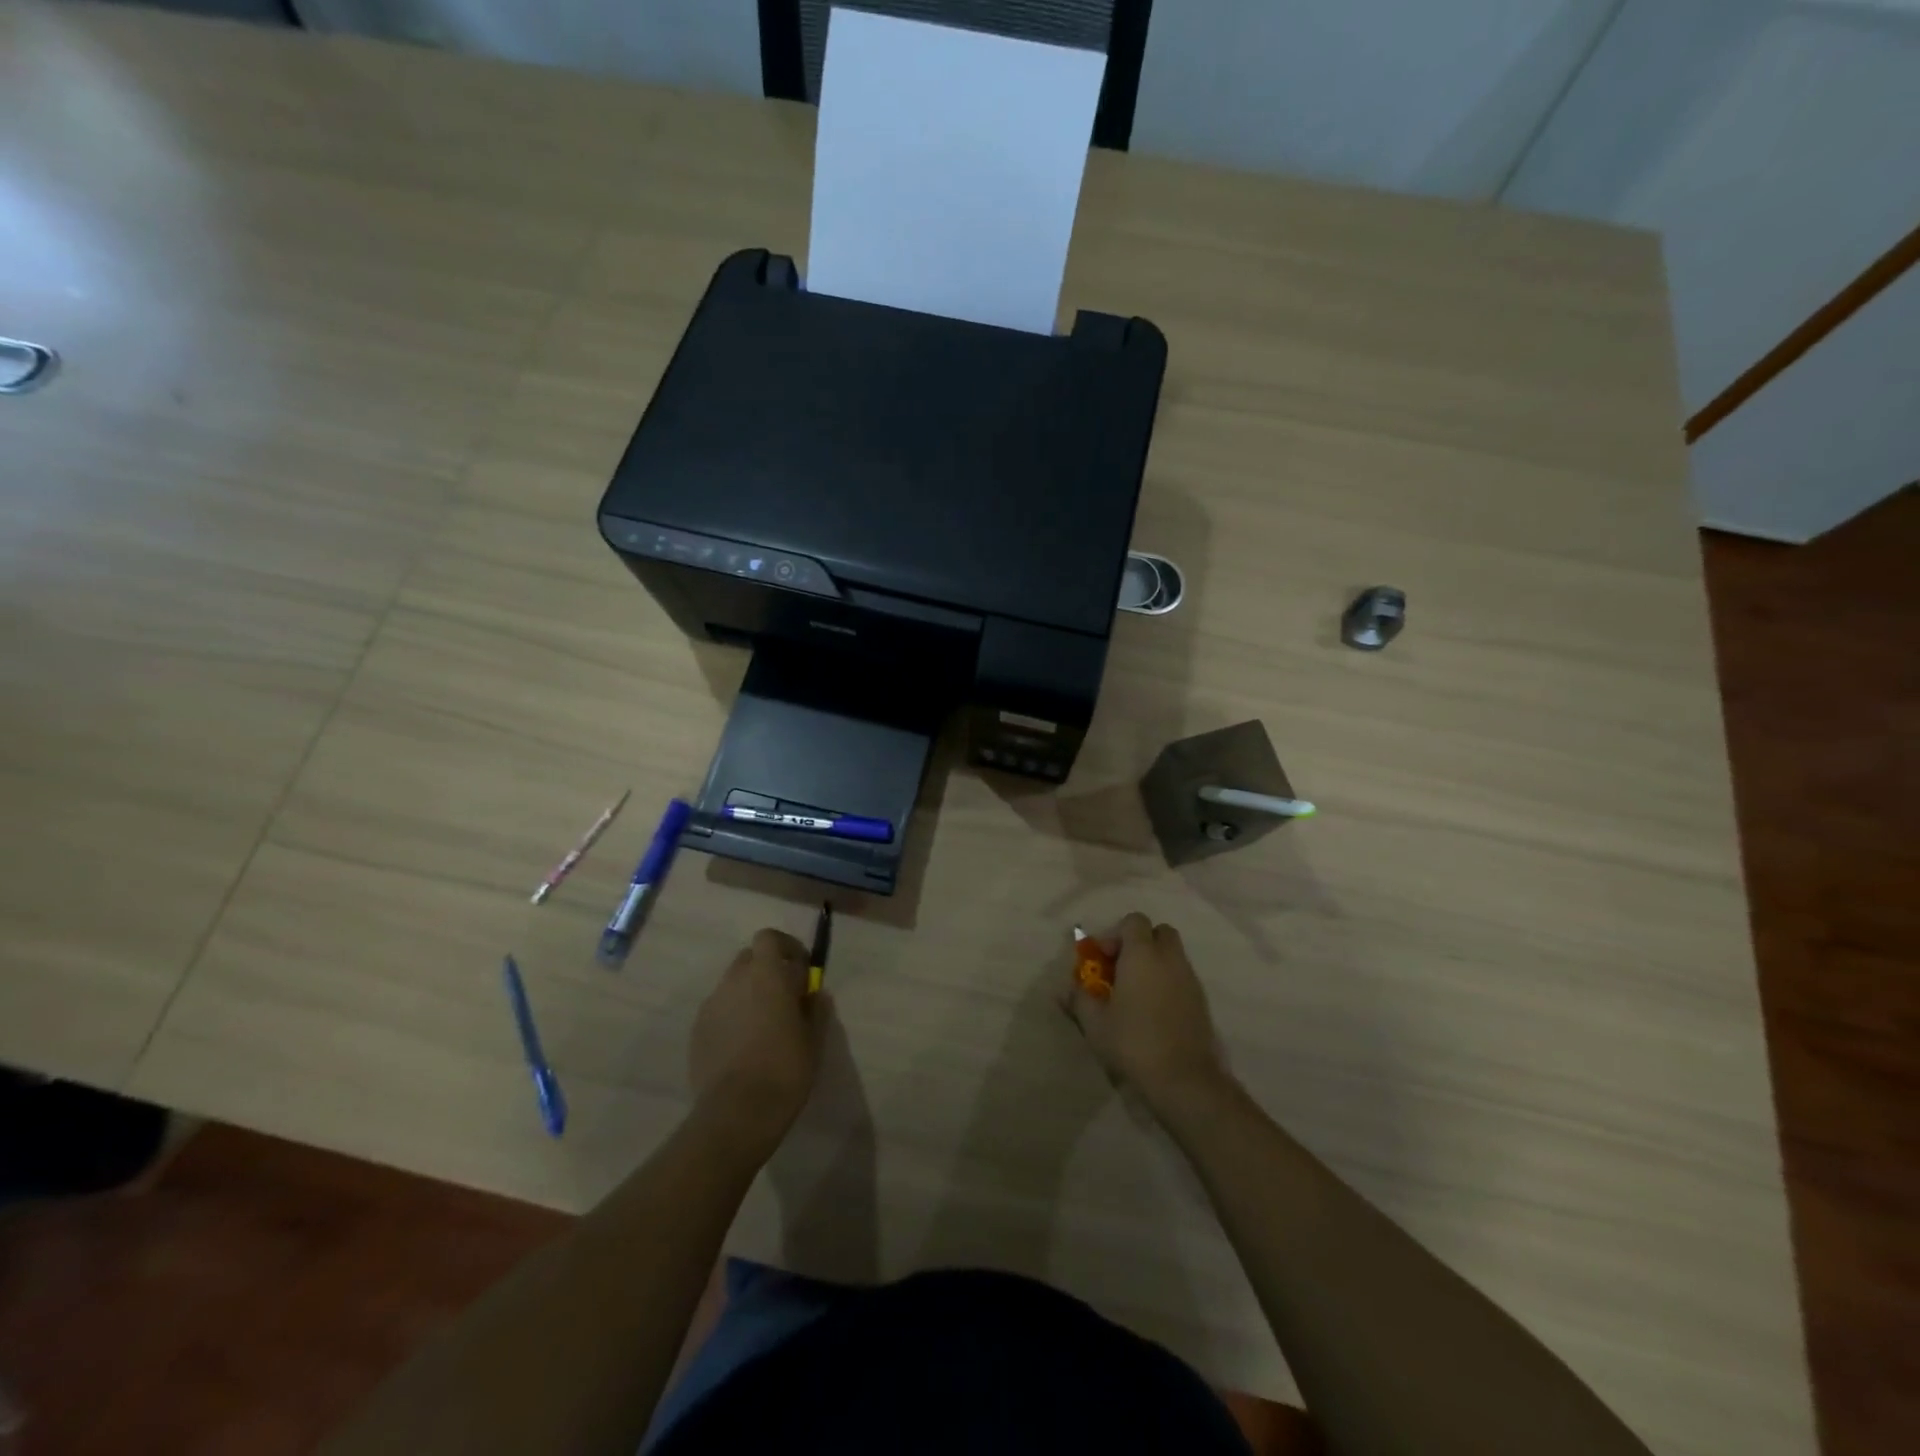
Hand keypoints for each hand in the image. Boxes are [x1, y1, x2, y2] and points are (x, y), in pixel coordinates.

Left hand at [689, 929, 823, 1155]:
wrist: (736, 1113)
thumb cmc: (785, 1069)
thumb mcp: (814, 1038)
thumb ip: (815, 1007)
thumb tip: (814, 992)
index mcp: (767, 974)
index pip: (769, 938)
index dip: (786, 948)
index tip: (801, 970)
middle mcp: (735, 980)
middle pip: (749, 958)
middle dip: (766, 969)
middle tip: (784, 997)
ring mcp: (712, 1005)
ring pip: (732, 985)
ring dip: (749, 993)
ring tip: (763, 1026)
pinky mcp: (697, 1031)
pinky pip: (719, 1011)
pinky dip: (732, 1017)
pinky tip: (743, 1047)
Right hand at [1060, 913, 1227, 1108]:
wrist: (1184, 1079)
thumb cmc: (1133, 1042)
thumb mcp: (1095, 1023)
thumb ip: (1079, 999)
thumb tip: (1064, 989)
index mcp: (1142, 955)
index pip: (1134, 920)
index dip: (1116, 934)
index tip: (1104, 959)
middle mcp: (1169, 959)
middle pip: (1159, 932)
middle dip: (1140, 943)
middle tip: (1121, 969)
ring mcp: (1190, 979)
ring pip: (1172, 955)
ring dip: (1154, 964)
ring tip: (1135, 994)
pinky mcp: (1201, 1001)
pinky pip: (1182, 977)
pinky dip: (1167, 983)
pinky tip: (1153, 1011)